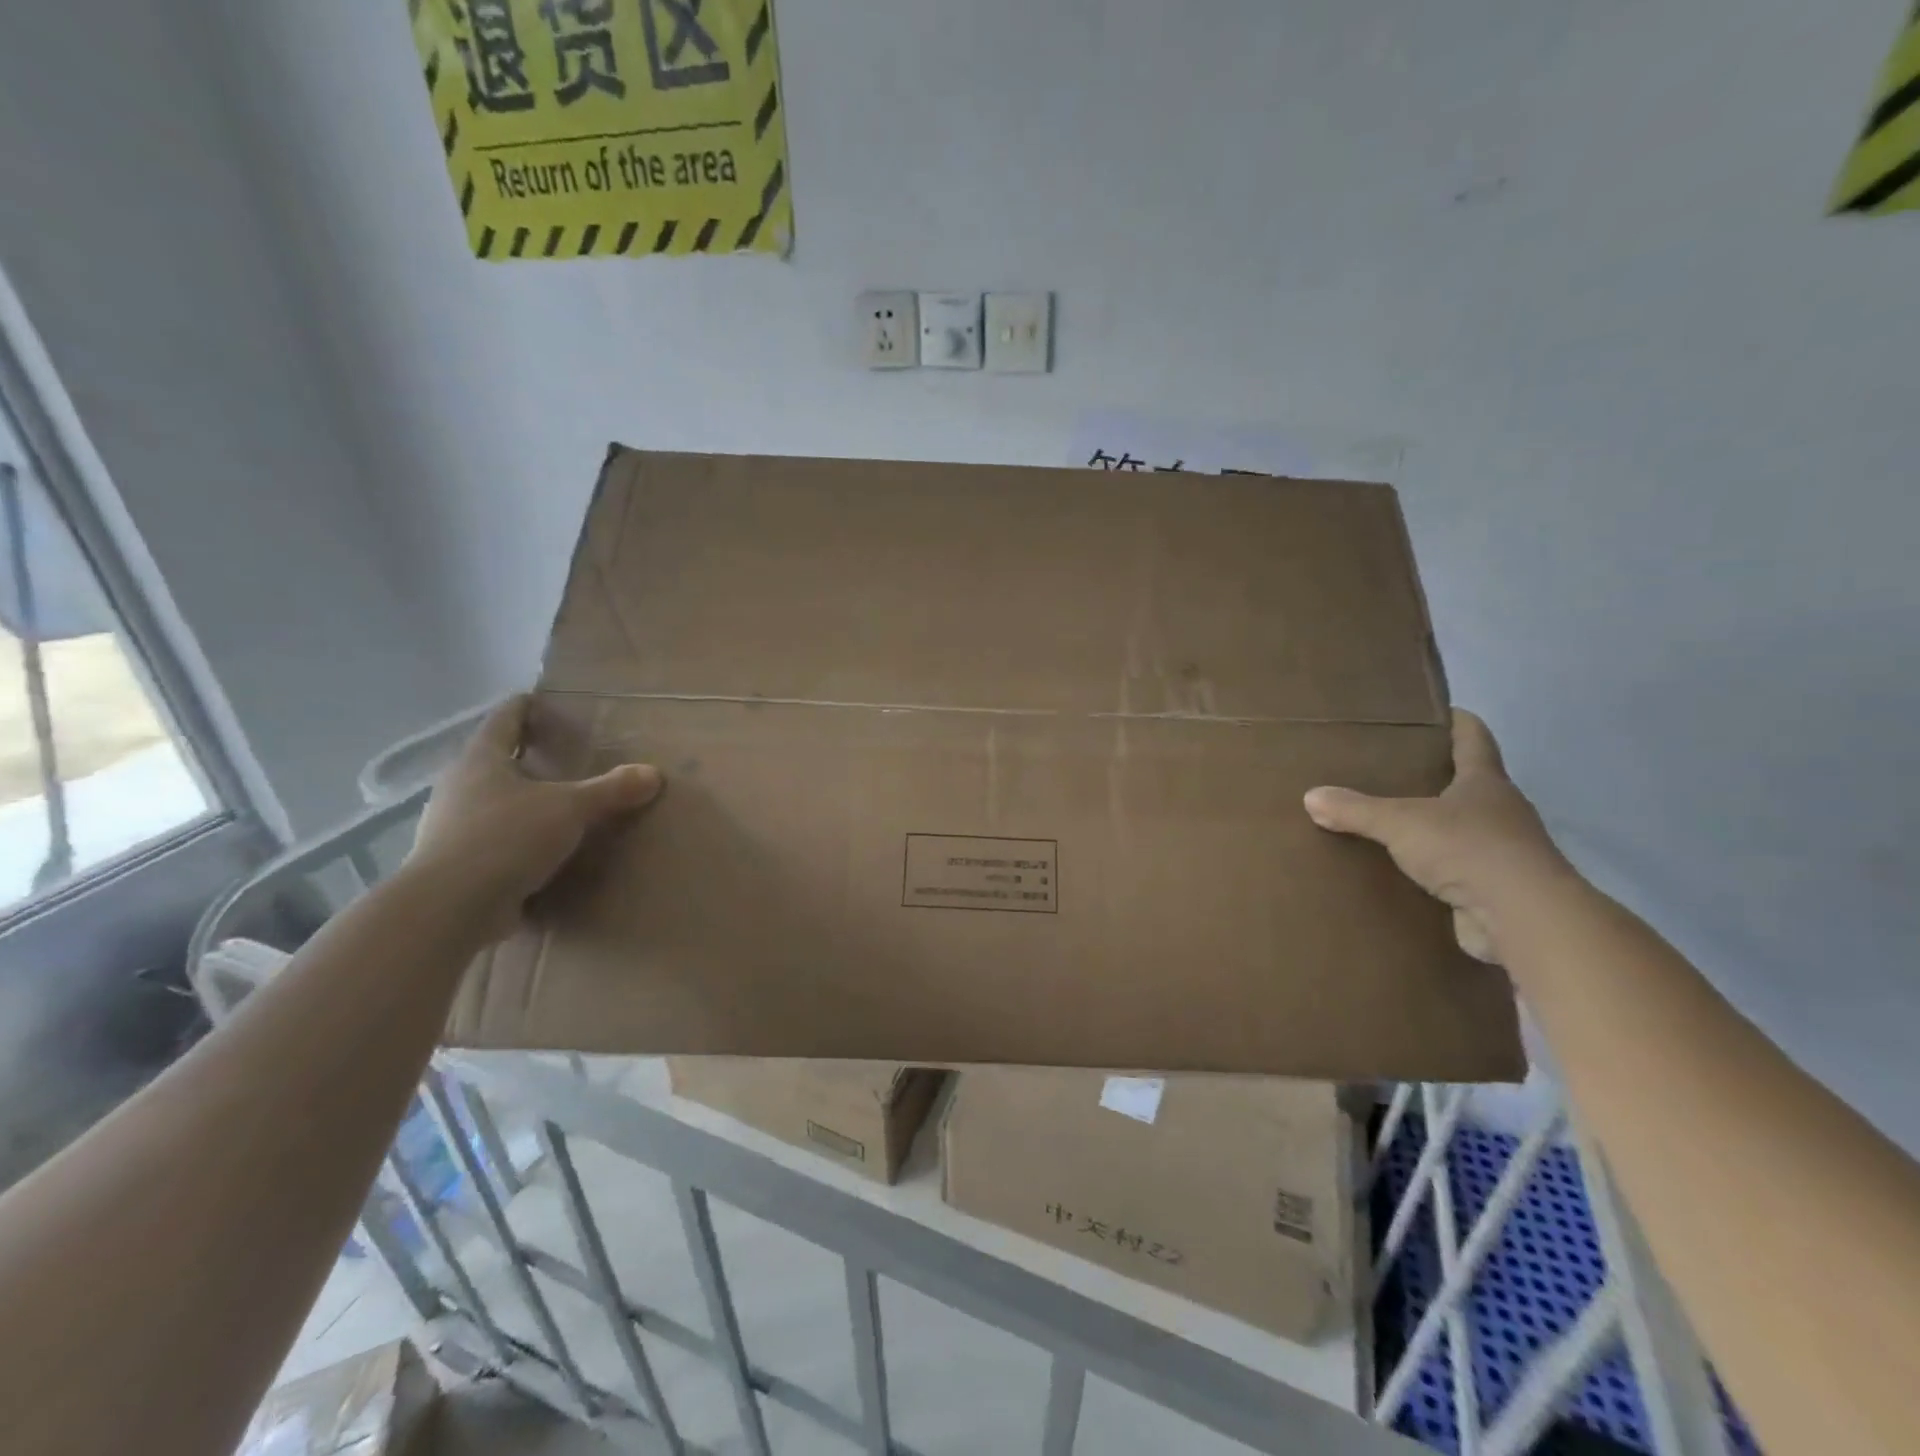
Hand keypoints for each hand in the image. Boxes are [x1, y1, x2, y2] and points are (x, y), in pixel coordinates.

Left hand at [408, 695, 662, 937]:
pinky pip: (492, 842)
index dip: (523, 708)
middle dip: (523, 758)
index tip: (539, 700)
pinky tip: (540, 852)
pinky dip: (515, 841)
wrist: (449, 908)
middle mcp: (459, 788)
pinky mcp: (455, 865)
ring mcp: (450, 828)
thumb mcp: (570, 809)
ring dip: (519, 802)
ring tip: (554, 806)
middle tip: (559, 756)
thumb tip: (653, 774)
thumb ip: (611, 790)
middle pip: (493, 762)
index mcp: (481, 761)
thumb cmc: (506, 838)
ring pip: (490, 803)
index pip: (503, 720)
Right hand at [1303, 710, 1568, 963]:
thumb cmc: (1468, 849)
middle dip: (1438, 777)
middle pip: (1470, 785)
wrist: (1522, 919)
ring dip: (1435, 827)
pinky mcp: (1495, 891)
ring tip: (1391, 824)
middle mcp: (1501, 812)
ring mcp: (1503, 853)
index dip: (1458, 722)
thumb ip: (1355, 810)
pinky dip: (1434, 869)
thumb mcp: (1400, 823)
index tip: (1437, 712)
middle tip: (1393, 771)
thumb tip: (1310, 796)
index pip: (1474, 739)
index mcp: (1485, 783)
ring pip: (1464, 830)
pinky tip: (1404, 872)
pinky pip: (1458, 871)